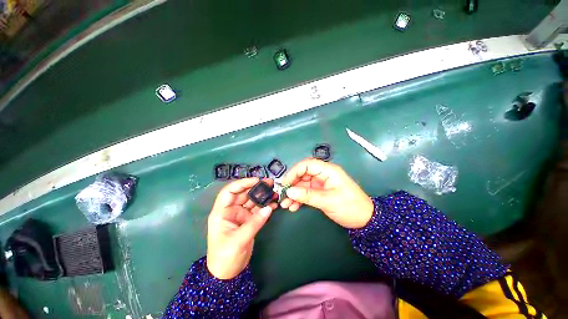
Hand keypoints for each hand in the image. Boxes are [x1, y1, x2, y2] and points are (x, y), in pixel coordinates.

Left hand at [206, 178, 276, 279]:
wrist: (228, 274)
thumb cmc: (225, 257)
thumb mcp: (238, 240)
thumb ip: (254, 223)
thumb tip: (269, 208)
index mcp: (222, 212)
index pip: (229, 191)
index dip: (242, 184)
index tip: (256, 181)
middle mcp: (231, 210)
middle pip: (243, 194)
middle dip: (256, 188)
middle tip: (270, 183)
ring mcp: (241, 215)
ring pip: (252, 200)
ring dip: (263, 196)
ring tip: (274, 192)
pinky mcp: (248, 220)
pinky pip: (258, 210)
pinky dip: (265, 206)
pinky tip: (274, 204)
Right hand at [280, 158, 373, 228]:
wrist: (365, 220)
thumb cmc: (350, 207)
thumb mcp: (328, 201)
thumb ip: (307, 195)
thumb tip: (289, 191)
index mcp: (328, 171)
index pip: (306, 165)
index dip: (294, 172)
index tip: (285, 184)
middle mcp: (323, 174)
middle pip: (303, 174)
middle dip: (292, 184)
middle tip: (282, 195)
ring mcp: (321, 183)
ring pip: (303, 184)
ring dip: (293, 193)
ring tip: (285, 204)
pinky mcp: (320, 192)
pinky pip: (306, 192)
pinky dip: (299, 198)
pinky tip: (293, 206)